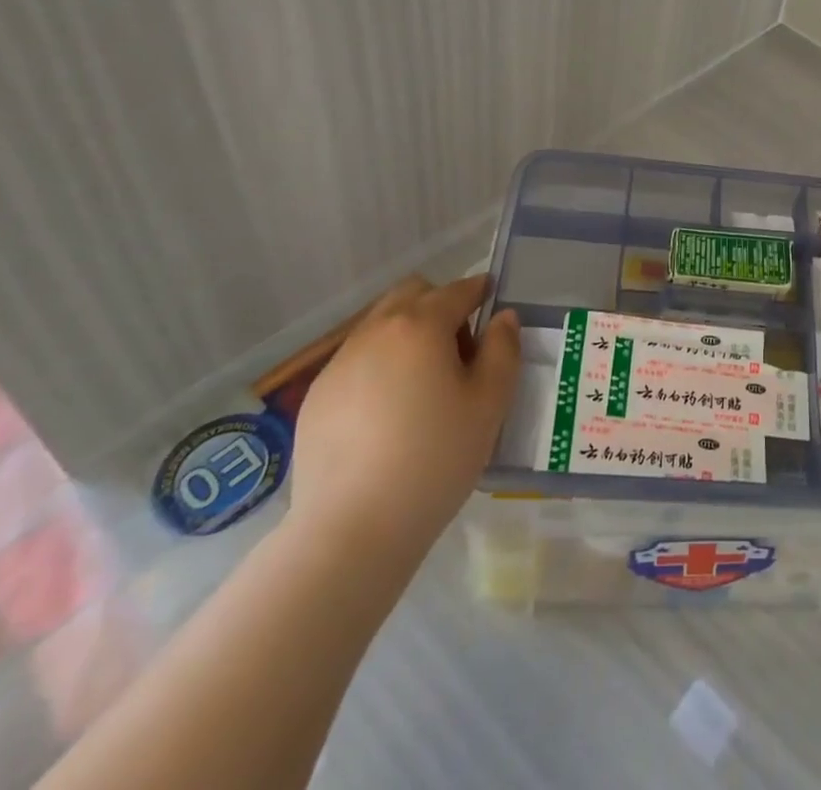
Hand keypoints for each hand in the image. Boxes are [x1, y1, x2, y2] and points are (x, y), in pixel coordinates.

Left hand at [290, 274, 519, 575]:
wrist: (351, 530)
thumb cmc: (434, 459)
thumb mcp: (489, 404)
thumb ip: (503, 349)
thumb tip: (503, 318)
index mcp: (420, 326)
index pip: (457, 290)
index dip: (479, 291)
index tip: (492, 303)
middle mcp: (375, 331)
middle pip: (412, 294)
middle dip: (439, 305)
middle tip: (459, 349)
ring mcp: (339, 363)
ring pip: (380, 325)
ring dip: (407, 334)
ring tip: (423, 384)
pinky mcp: (317, 396)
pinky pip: (357, 360)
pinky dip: (379, 366)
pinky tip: (387, 413)